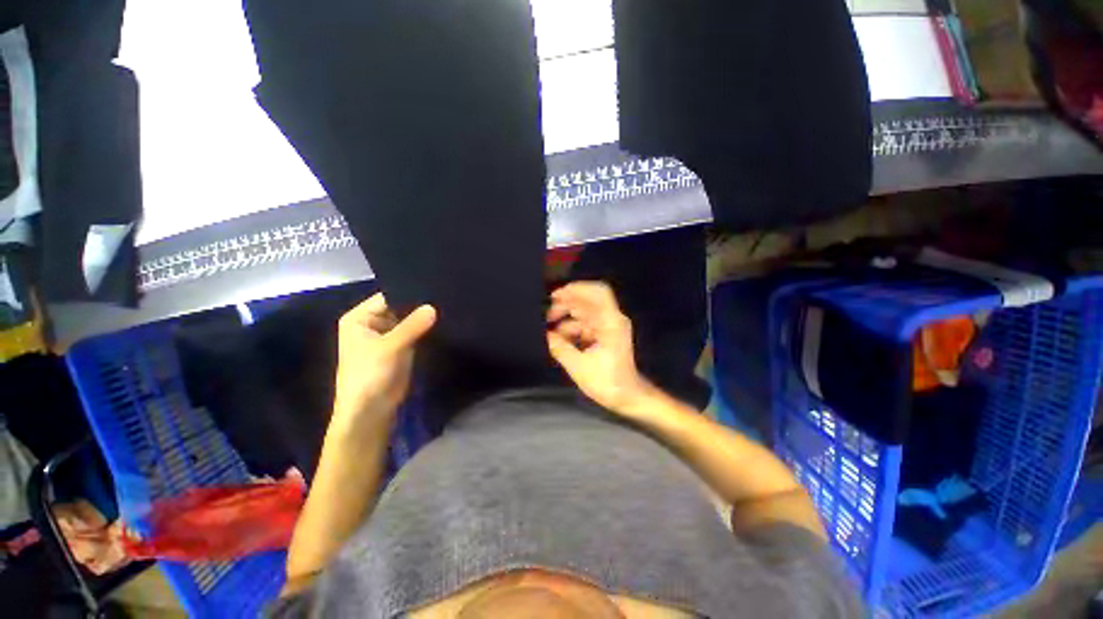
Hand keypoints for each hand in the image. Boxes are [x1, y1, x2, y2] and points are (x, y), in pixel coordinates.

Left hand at [332, 293, 436, 430]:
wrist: (371, 411)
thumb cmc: (369, 375)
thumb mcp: (389, 348)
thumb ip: (412, 326)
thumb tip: (433, 306)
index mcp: (360, 318)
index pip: (388, 296)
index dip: (410, 293)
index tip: (434, 286)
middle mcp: (373, 323)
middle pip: (400, 307)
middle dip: (420, 305)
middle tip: (445, 296)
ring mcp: (388, 335)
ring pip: (410, 320)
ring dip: (425, 317)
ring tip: (448, 305)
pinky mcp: (402, 346)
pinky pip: (416, 331)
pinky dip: (426, 328)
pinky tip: (444, 320)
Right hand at [546, 282, 652, 412]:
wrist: (628, 397)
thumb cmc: (608, 382)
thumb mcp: (579, 366)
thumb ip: (560, 348)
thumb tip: (546, 335)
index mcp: (611, 323)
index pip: (598, 293)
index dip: (578, 288)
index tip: (557, 295)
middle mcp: (612, 320)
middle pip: (588, 301)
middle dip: (566, 305)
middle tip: (547, 315)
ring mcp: (609, 327)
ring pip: (585, 314)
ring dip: (567, 318)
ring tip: (549, 329)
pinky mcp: (605, 335)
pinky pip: (586, 325)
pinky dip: (572, 328)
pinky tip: (559, 338)